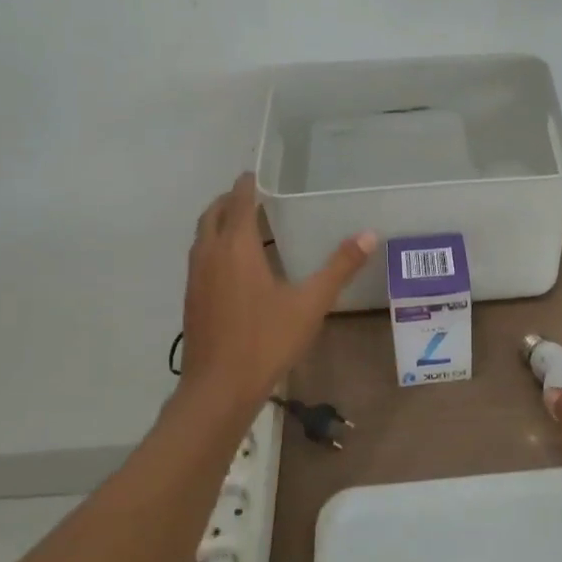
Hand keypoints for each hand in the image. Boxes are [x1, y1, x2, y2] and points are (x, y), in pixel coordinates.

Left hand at [178, 174, 374, 420]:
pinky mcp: (192, 299)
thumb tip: (369, 235)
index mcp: (236, 247)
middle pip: (212, 214)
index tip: (256, 173)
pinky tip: (235, 268)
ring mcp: (196, 278)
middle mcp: (210, 255)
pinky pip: (201, 258)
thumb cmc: (266, 340)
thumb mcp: (311, 303)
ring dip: (219, 223)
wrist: (219, 388)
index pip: (238, 201)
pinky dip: (214, 247)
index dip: (247, 184)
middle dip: (229, 200)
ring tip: (244, 226)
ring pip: (202, 237)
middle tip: (252, 196)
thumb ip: (339, 267)